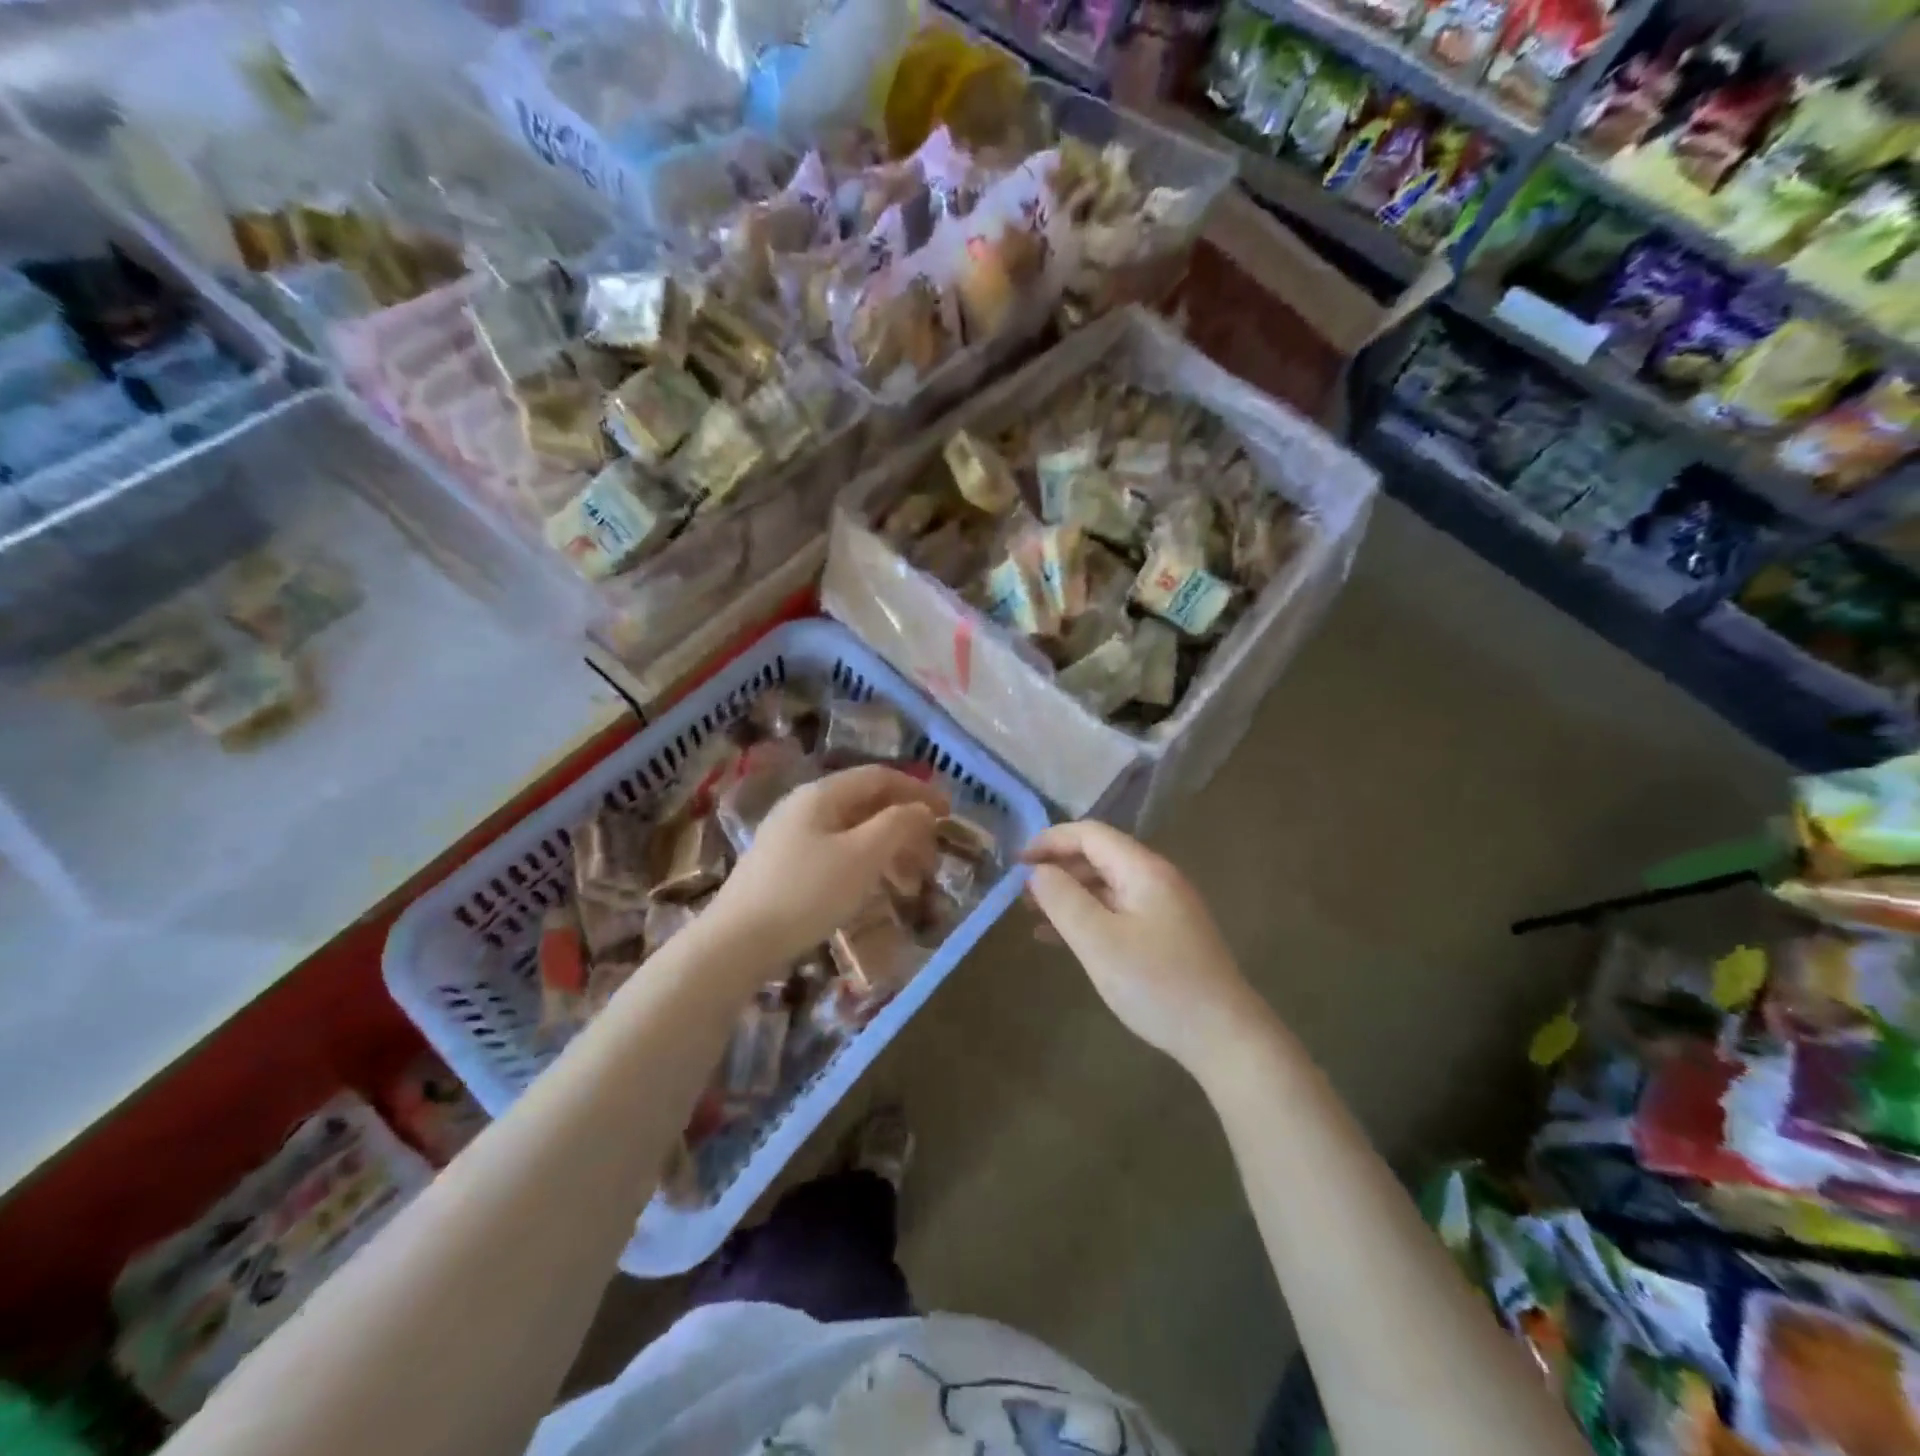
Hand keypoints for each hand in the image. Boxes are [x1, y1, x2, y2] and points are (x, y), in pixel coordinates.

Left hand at [711, 765, 946, 963]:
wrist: (735, 944)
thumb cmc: (806, 894)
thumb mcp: (861, 856)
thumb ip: (897, 825)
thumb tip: (922, 809)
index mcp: (821, 794)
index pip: (880, 777)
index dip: (918, 790)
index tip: (949, 814)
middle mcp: (803, 807)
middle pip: (865, 804)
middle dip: (904, 826)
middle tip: (931, 856)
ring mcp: (789, 837)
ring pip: (851, 832)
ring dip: (886, 849)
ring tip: (909, 881)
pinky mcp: (782, 867)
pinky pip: (835, 853)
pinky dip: (863, 865)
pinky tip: (872, 890)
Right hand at [1024, 821, 1261, 1072]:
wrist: (1223, 1036)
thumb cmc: (1157, 984)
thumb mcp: (1099, 942)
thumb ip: (1063, 900)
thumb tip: (1037, 872)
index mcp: (1143, 870)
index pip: (1090, 834)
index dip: (1050, 841)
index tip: (1016, 863)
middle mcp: (1156, 879)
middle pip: (1098, 856)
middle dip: (1057, 868)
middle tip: (1019, 892)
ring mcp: (1164, 908)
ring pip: (1106, 886)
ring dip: (1069, 894)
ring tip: (1032, 914)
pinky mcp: (1166, 935)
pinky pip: (1117, 912)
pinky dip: (1087, 917)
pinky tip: (1060, 938)